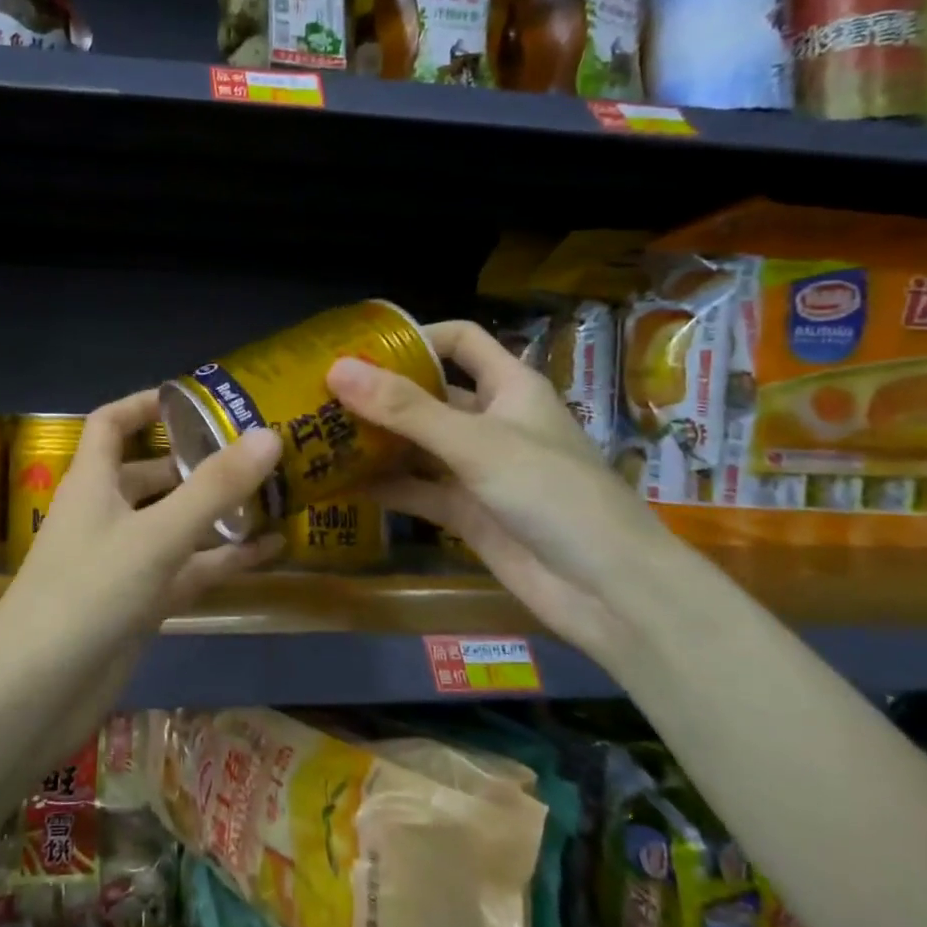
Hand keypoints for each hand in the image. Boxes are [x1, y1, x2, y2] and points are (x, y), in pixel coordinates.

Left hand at [0, 388, 283, 641]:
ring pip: (174, 525)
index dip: (145, 405)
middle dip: (197, 462)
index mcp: (93, 483)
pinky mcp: (138, 604)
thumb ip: (213, 488)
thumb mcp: (156, 535)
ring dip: (216, 513)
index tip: (193, 398)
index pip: (110, 424)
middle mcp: (105, 515)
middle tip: (255, 452)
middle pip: (150, 475)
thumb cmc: (88, 593)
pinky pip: (185, 570)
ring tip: (274, 495)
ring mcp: (121, 563)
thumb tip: (268, 434)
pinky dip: (221, 559)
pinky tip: (270, 550)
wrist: (36, 693)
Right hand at [326, 319, 678, 660]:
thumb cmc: (552, 494)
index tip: (359, 348)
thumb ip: (406, 409)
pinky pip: (417, 491)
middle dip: (380, 393)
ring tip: (318, 436)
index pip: (461, 341)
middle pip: (429, 394)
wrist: (608, 590)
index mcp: (509, 387)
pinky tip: (339, 485)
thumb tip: (337, 369)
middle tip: (320, 394)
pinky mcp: (467, 513)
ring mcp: (477, 470)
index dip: (416, 337)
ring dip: (376, 441)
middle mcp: (491, 422)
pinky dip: (384, 487)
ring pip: (418, 445)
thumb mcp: (477, 443)